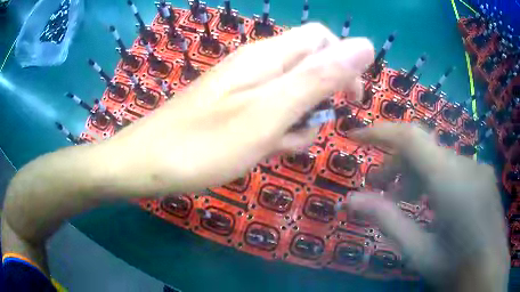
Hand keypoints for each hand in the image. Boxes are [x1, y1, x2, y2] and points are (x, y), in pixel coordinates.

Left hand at [100, 23, 373, 195]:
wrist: (150, 164)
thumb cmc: (206, 143)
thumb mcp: (272, 110)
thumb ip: (321, 76)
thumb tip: (365, 46)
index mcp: (269, 56)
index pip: (322, 40)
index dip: (345, 64)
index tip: (352, 99)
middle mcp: (258, 64)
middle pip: (310, 68)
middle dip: (319, 99)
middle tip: (306, 130)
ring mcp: (244, 87)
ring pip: (292, 95)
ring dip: (297, 121)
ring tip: (277, 147)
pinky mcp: (234, 108)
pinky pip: (271, 113)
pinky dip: (276, 132)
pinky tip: (263, 151)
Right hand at [345, 123, 508, 290]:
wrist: (490, 269)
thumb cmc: (457, 269)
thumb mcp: (420, 252)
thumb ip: (388, 222)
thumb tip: (350, 201)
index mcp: (450, 182)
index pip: (410, 137)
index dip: (379, 132)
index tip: (355, 136)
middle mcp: (466, 164)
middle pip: (423, 148)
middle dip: (395, 165)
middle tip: (378, 190)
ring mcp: (477, 167)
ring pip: (438, 158)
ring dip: (415, 174)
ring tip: (404, 200)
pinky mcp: (483, 174)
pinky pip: (453, 167)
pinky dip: (434, 178)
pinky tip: (432, 203)